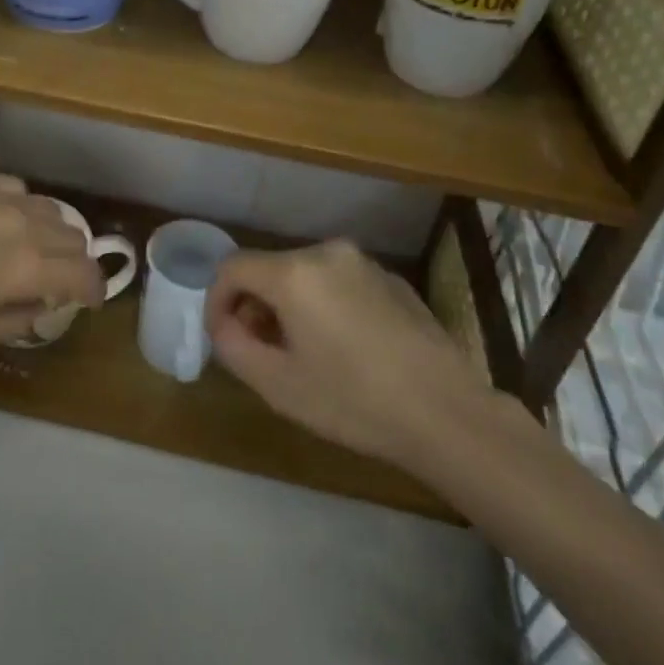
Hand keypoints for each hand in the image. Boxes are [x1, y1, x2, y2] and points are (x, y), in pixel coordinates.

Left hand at [0, 174, 103, 345]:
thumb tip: (44, 306)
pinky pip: (19, 189)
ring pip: (51, 209)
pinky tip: (0, 219)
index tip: (89, 299)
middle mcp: (27, 226)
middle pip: (75, 237)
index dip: (95, 289)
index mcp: (29, 268)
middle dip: (74, 262)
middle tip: (56, 278)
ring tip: (30, 246)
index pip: (85, 273)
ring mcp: (3, 197)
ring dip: (52, 233)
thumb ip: (19, 320)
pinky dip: (22, 208)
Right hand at [206, 240, 491, 468]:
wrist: (447, 412)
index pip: (232, 267)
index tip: (223, 337)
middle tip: (261, 350)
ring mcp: (363, 262)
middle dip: (255, 305)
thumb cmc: (354, 401)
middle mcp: (326, 252)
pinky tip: (345, 348)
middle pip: (270, 268)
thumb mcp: (279, 385)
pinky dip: (325, 304)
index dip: (217, 300)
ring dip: (290, 305)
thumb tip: (225, 324)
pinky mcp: (391, 278)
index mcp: (294, 272)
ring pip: (305, 274)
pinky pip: (339, 282)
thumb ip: (233, 346)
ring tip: (302, 352)